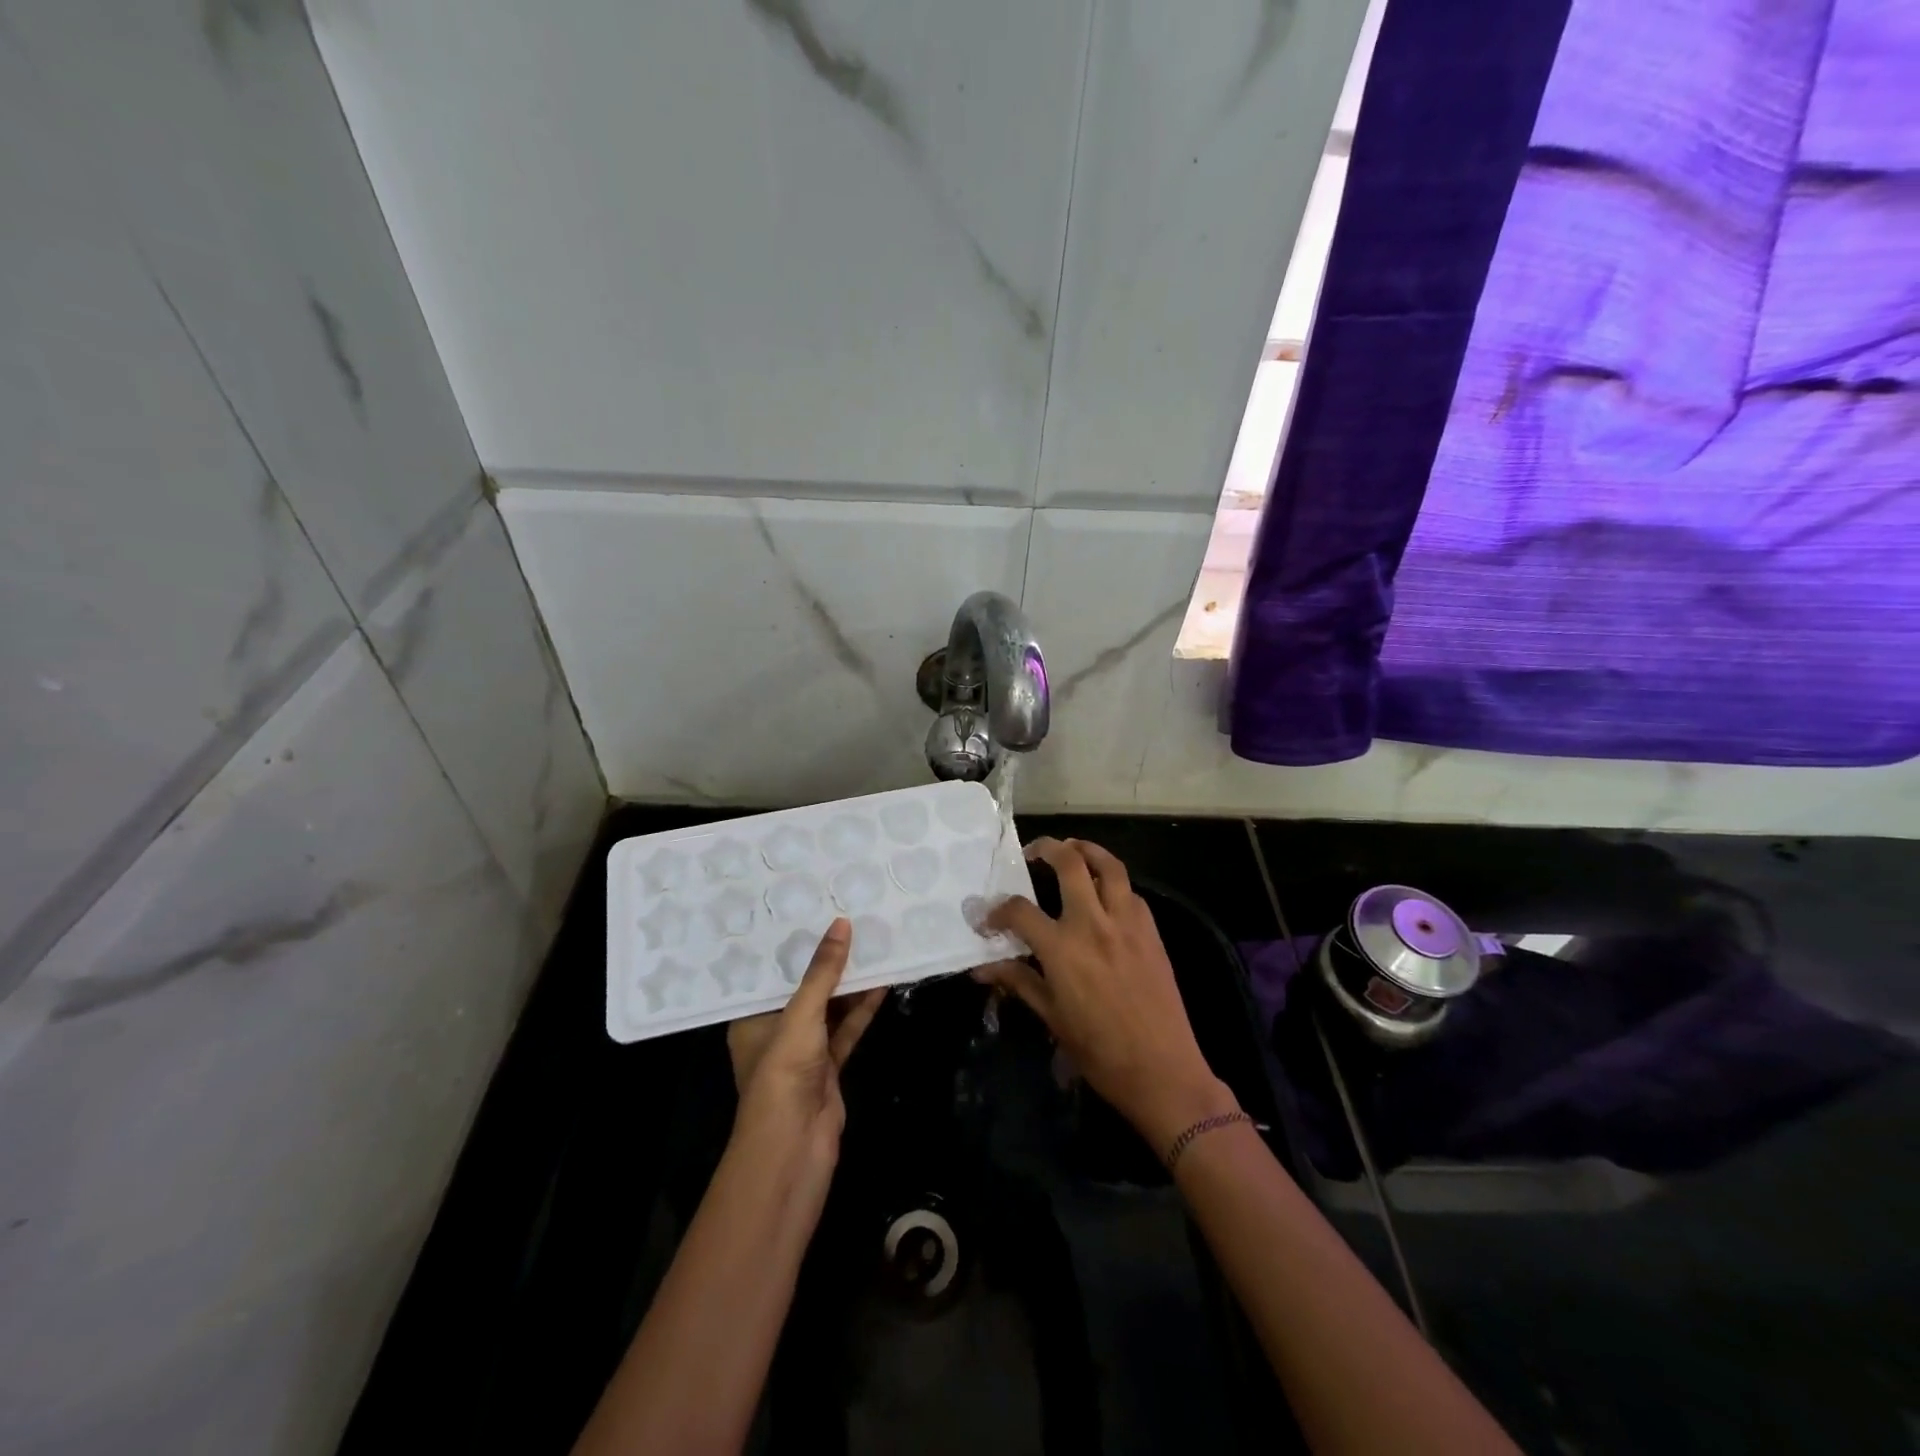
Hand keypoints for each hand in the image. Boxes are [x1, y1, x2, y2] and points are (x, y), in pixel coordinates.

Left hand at [726, 918, 886, 1203]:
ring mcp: (804, 1051)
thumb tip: (842, 923)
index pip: (770, 972)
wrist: (794, 1148)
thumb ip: (823, 972)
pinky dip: (862, 1008)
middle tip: (848, 919)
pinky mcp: (829, 1067)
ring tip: (872, 943)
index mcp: (752, 1017)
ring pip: (829, 1008)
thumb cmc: (782, 1074)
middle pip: (804, 988)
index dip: (791, 944)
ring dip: (850, 983)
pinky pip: (847, 1028)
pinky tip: (882, 982)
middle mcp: (775, 1030)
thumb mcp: (801, 1015)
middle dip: (826, 960)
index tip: (811, 910)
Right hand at [976, 838, 1237, 1151]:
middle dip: (1047, 848)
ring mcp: (1127, 924)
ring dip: (1088, 850)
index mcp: (1062, 948)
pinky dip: (1114, 882)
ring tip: (1073, 848)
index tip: (989, 919)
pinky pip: (1131, 892)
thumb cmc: (1100, 1052)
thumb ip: (1018, 982)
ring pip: (1109, 866)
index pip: (1019, 910)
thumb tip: (981, 968)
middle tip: (1033, 852)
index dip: (997, 910)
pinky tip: (1105, 894)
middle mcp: (1093, 924)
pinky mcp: (1151, 932)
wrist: (1162, 1071)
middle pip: (1070, 864)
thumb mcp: (1052, 1018)